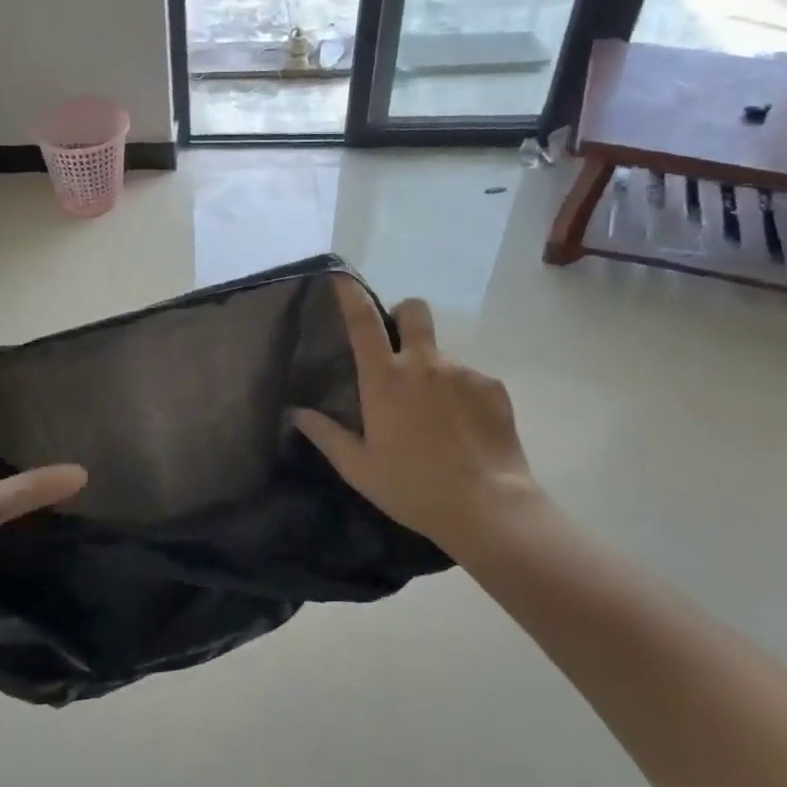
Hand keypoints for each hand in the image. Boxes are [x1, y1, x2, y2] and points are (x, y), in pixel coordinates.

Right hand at [292, 277, 543, 558]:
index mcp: (385, 379)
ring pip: (442, 354)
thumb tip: (294, 413)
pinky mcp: (492, 387)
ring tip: (437, 418)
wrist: (487, 507)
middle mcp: (424, 363)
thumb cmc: (413, 487)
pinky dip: (463, 396)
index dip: (351, 294)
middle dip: (404, 315)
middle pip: (413, 310)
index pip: (363, 322)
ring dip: (434, 372)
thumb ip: (326, 435)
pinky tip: (464, 430)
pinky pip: (471, 380)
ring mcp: (462, 372)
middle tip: (401, 348)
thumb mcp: (360, 467)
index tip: (343, 278)